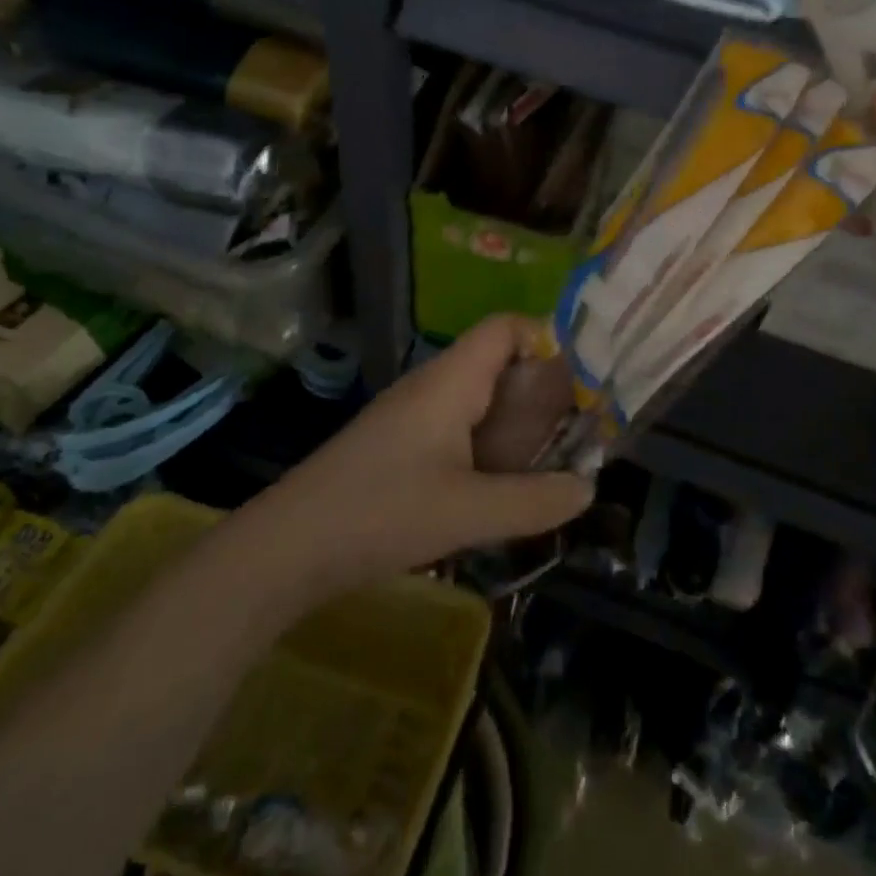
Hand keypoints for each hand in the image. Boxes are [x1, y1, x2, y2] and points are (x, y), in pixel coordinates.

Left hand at [270, 316, 593, 594]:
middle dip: (541, 389)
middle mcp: (433, 386)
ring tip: (550, 457)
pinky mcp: (398, 444)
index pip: (506, 327)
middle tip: (579, 427)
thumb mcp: (468, 511)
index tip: (582, 381)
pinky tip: (499, 483)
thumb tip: (588, 488)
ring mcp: (412, 415)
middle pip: (497, 362)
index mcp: (451, 381)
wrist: (287, 547)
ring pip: (478, 398)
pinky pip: (457, 426)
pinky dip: (488, 443)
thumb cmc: (381, 512)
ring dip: (515, 421)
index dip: (547, 340)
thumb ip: (535, 500)